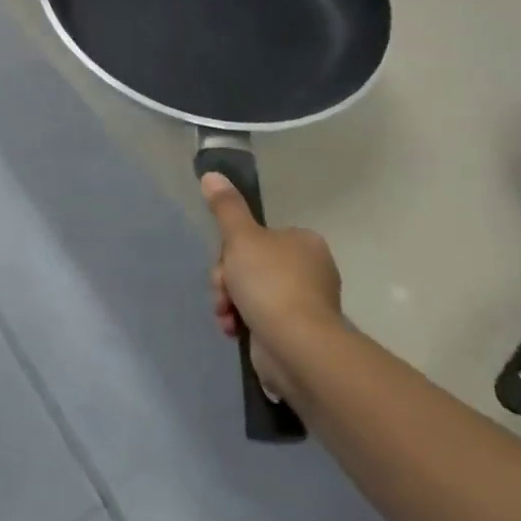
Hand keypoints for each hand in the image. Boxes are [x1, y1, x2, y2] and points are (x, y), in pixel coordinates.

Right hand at [203, 172, 343, 401]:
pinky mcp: (296, 333)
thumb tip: (211, 174)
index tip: (224, 263)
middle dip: (228, 280)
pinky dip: (243, 322)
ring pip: (251, 292)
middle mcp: (309, 270)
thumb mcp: (241, 237)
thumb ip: (226, 207)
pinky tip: (235, 330)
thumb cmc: (271, 283)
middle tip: (223, 291)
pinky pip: (260, 319)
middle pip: (250, 265)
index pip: (256, 237)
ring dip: (230, 302)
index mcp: (303, 242)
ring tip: (227, 316)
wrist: (296, 346)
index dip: (231, 249)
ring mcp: (304, 304)